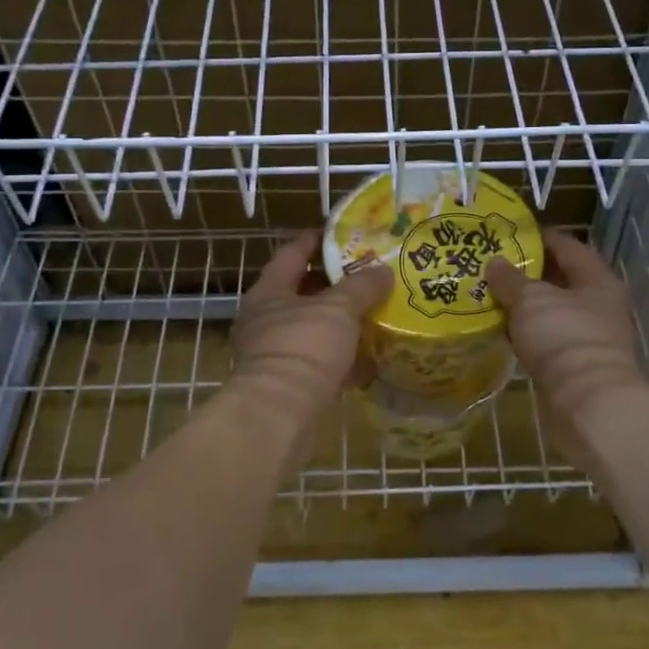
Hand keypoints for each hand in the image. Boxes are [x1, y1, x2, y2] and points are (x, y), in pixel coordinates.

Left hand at [228, 233, 392, 426]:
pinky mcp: (288, 384)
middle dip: (335, 284)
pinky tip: (370, 362)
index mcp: (270, 291)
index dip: (317, 240)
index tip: (344, 233)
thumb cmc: (304, 347)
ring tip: (374, 314)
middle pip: (302, 292)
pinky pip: (319, 363)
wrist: (278, 415)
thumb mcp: (339, 309)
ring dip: (340, 323)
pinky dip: (342, 360)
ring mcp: (275, 352)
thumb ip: (362, 286)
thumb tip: (382, 270)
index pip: (292, 253)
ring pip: (312, 328)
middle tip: (368, 275)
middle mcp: (266, 319)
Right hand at [486, 230, 648, 441]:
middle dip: (529, 273)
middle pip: (561, 279)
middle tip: (494, 266)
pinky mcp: (577, 365)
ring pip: (553, 311)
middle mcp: (599, 305)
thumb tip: (495, 262)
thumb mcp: (531, 301)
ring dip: (527, 306)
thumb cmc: (564, 339)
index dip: (540, 237)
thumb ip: (511, 279)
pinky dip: (528, 333)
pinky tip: (504, 331)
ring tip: (492, 296)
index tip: (510, 234)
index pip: (568, 247)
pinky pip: (548, 339)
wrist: (589, 404)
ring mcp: (590, 337)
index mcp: (597, 280)